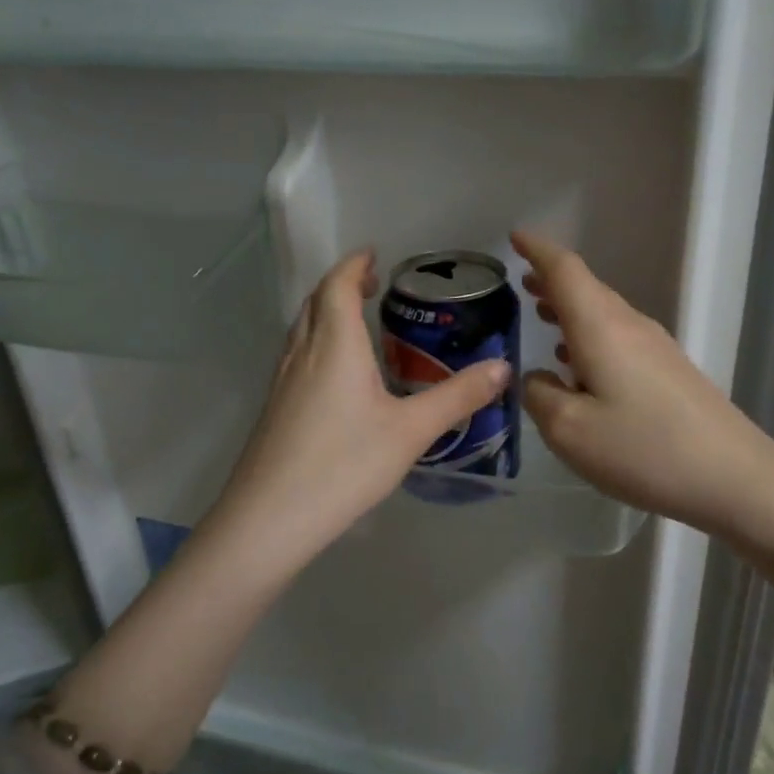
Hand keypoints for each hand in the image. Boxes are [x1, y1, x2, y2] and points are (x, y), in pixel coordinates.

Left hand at [205, 249, 509, 572]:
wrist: (270, 518)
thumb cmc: (344, 465)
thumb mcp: (411, 431)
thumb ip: (457, 397)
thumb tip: (503, 368)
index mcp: (335, 346)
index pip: (338, 285)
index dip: (354, 265)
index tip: (374, 254)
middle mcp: (303, 353)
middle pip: (316, 302)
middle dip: (341, 284)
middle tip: (372, 285)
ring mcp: (282, 382)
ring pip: (302, 329)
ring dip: (326, 312)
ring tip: (357, 322)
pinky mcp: (275, 409)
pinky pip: (297, 356)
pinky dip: (318, 342)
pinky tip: (336, 375)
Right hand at [513, 230, 773, 534]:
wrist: (731, 476)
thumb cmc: (642, 449)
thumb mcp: (569, 430)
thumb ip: (540, 396)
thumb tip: (539, 378)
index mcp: (601, 327)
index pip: (565, 270)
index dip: (538, 250)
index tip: (516, 237)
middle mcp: (630, 326)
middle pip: (587, 289)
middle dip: (552, 282)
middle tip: (523, 283)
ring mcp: (656, 348)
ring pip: (604, 315)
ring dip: (572, 311)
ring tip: (544, 317)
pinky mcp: (670, 372)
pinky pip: (620, 339)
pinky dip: (591, 338)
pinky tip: (582, 366)